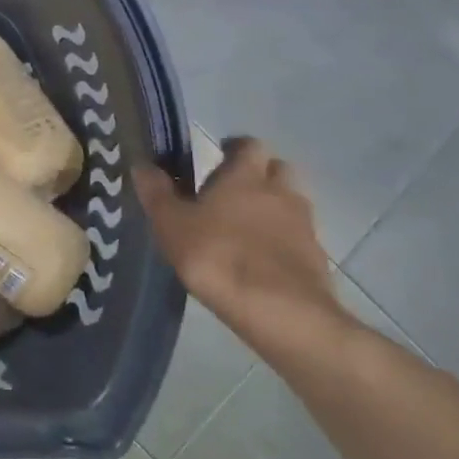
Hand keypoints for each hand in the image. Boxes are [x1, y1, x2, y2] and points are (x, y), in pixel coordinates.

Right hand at [137, 137, 345, 356]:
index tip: (217, 158)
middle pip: (277, 169)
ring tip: (245, 229)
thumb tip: (141, 164)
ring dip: (273, 208)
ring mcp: (304, 226)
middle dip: (259, 175)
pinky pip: (298, 238)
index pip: (248, 144)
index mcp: (246, 176)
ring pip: (291, 204)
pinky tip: (261, 261)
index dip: (234, 148)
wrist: (283, 314)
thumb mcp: (172, 225)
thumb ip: (157, 193)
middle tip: (232, 192)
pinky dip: (283, 241)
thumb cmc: (219, 257)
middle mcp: (280, 192)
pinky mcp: (317, 260)